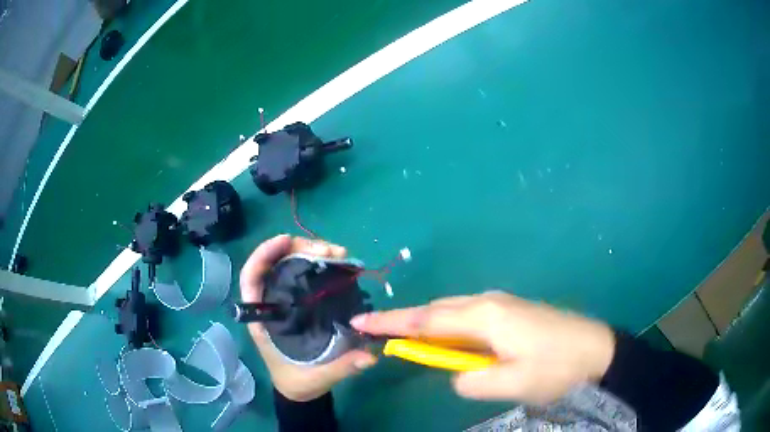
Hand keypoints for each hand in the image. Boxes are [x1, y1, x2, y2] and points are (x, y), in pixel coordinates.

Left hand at [240, 235, 376, 401]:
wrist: (300, 387)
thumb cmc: (298, 381)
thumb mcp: (318, 377)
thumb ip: (342, 367)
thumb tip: (370, 356)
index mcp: (263, 319)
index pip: (252, 278)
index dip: (263, 255)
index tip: (285, 241)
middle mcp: (271, 303)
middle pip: (275, 264)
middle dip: (299, 249)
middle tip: (330, 251)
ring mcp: (286, 300)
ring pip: (291, 264)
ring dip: (312, 252)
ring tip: (339, 254)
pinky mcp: (301, 301)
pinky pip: (305, 274)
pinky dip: (320, 264)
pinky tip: (339, 264)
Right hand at [350, 291, 614, 405]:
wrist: (598, 350)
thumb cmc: (556, 367)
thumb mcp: (511, 383)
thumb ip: (471, 380)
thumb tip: (455, 373)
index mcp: (485, 316)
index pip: (426, 320)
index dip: (391, 323)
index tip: (360, 323)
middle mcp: (489, 301)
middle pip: (436, 310)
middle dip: (404, 321)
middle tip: (375, 332)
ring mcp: (502, 303)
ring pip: (452, 311)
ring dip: (427, 325)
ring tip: (405, 339)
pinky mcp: (511, 311)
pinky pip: (468, 316)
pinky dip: (449, 327)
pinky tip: (448, 340)